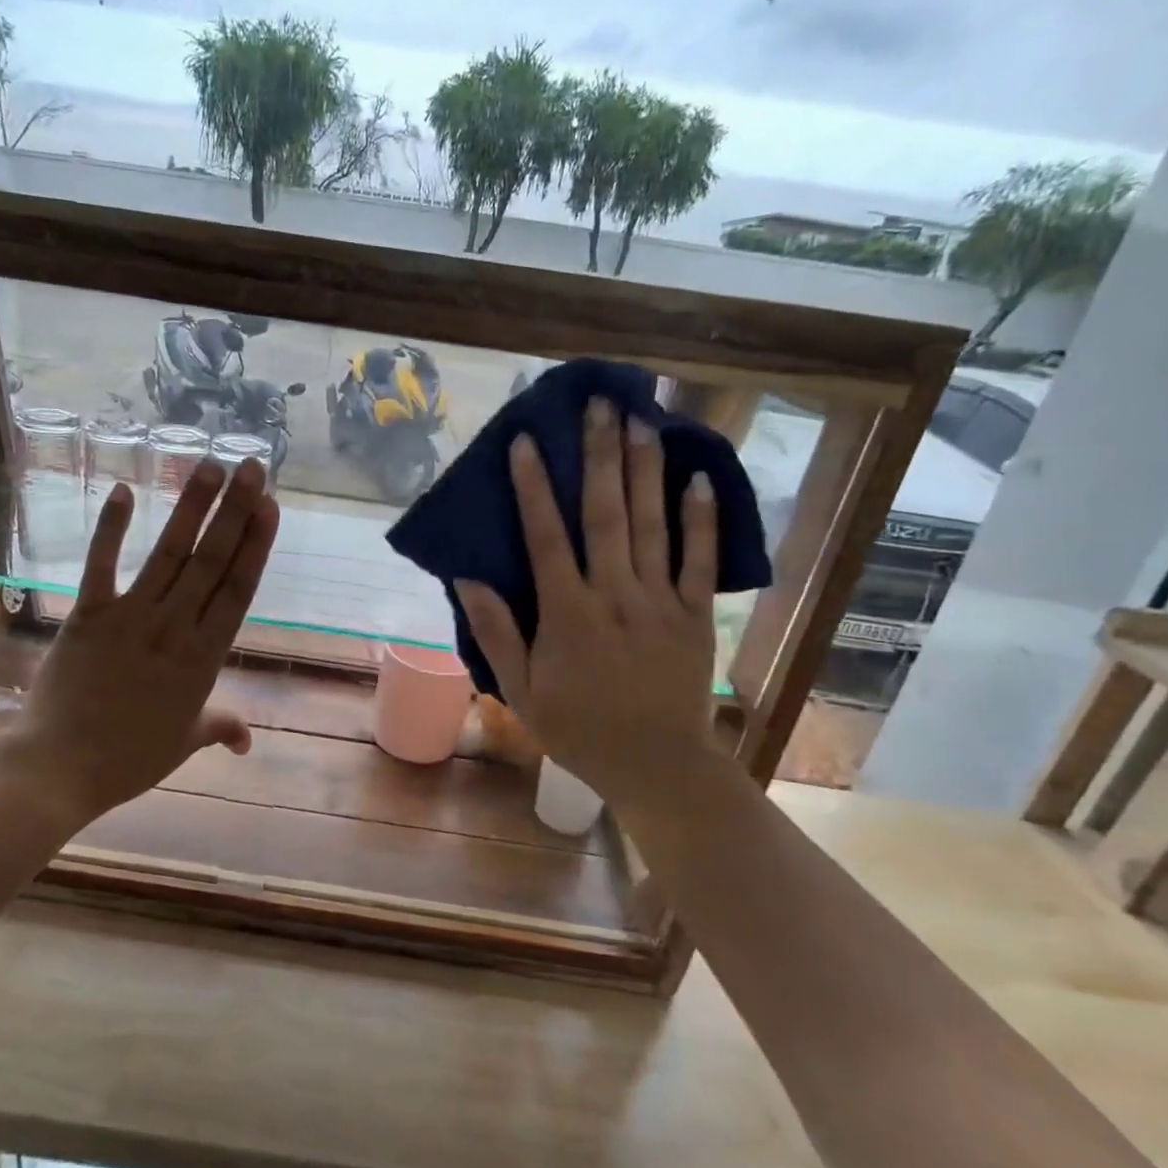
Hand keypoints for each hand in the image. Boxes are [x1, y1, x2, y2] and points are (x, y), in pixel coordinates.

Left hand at [0, 459, 278, 827]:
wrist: (60, 770)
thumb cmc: (129, 760)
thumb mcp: (184, 743)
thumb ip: (220, 727)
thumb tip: (247, 740)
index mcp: (204, 658)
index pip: (238, 590)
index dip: (255, 545)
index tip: (269, 506)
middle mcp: (174, 627)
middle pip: (211, 560)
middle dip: (235, 510)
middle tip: (251, 467)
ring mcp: (130, 617)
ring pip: (169, 554)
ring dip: (191, 507)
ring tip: (210, 465)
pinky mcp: (88, 615)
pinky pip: (101, 565)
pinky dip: (111, 529)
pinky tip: (125, 490)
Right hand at [454, 399, 718, 807]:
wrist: (657, 764)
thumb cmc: (578, 728)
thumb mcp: (521, 690)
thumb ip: (497, 632)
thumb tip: (467, 579)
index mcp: (568, 613)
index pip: (547, 537)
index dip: (534, 487)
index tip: (527, 441)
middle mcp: (615, 595)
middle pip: (606, 514)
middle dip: (601, 456)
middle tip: (600, 404)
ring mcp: (660, 601)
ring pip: (651, 525)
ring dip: (646, 470)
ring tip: (643, 420)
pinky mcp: (695, 614)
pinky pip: (700, 560)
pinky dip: (700, 519)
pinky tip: (697, 478)